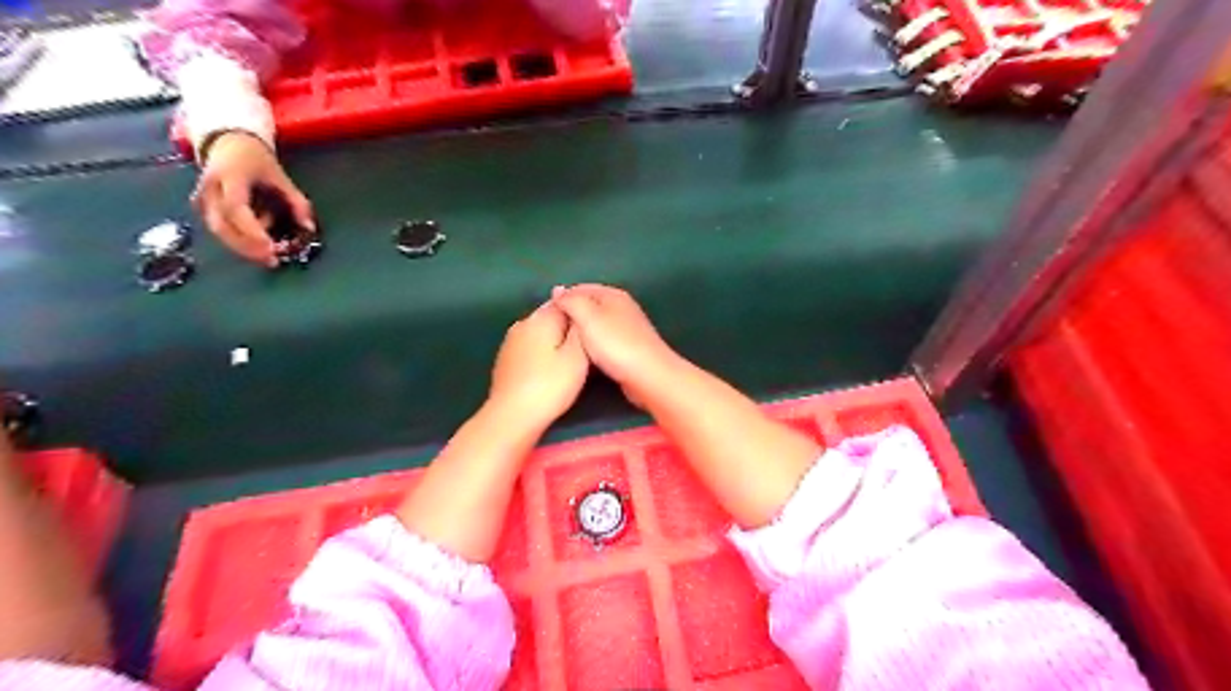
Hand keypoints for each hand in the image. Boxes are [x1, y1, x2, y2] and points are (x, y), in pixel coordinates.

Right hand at [192, 130, 313, 267]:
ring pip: (218, 231)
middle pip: (221, 226)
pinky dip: (240, 240)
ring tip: (270, 255)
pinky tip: (258, 243)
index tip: (271, 248)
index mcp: (229, 177)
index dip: (252, 231)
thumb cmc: (257, 161)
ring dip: (244, 247)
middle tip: (272, 260)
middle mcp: (210, 189)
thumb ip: (297, 203)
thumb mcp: (281, 177)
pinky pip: (220, 229)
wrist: (227, 143)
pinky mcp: (202, 207)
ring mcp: (202, 199)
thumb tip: (309, 228)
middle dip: (247, 247)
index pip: (236, 209)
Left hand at [489, 300, 588, 429]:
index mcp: (542, 318)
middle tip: (586, 344)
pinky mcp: (506, 358)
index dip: (582, 312)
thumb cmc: (551, 386)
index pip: (567, 302)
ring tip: (570, 357)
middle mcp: (524, 322)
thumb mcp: (577, 358)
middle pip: (551, 315)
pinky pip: (530, 346)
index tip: (595, 327)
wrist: (512, 415)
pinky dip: (541, 352)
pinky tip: (549, 368)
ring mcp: (511, 340)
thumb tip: (580, 312)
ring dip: (554, 339)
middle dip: (567, 325)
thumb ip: (580, 330)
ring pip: (539, 331)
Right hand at [551, 284, 682, 406]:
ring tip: (566, 345)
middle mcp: (622, 307)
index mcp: (613, 295)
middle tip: (554, 332)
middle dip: (572, 316)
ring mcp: (628, 328)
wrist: (648, 376)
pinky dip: (593, 345)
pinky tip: (585, 356)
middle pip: (589, 306)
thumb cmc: (615, 344)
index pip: (580, 288)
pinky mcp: (630, 347)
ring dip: (582, 332)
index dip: (562, 300)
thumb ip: (571, 301)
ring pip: (597, 324)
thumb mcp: (587, 317)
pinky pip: (604, 340)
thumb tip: (558, 290)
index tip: (547, 317)